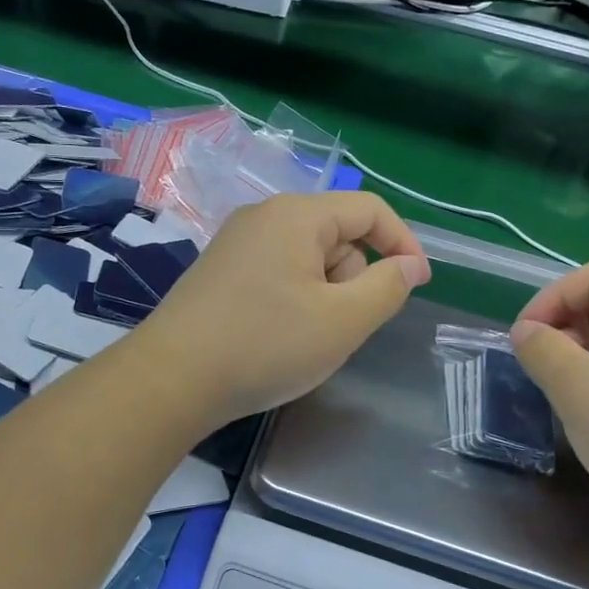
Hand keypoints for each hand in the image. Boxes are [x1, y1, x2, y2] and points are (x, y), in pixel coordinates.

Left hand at [139, 192, 430, 421]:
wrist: (171, 379)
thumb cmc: (265, 345)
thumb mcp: (342, 321)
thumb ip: (387, 287)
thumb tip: (410, 264)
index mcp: (296, 215)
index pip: (368, 209)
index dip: (402, 243)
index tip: (416, 285)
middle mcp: (263, 216)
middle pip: (336, 235)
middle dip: (352, 279)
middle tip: (338, 327)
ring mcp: (236, 243)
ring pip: (307, 259)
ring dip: (323, 294)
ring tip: (303, 338)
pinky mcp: (220, 271)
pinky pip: (277, 274)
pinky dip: (293, 300)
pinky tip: (276, 337)